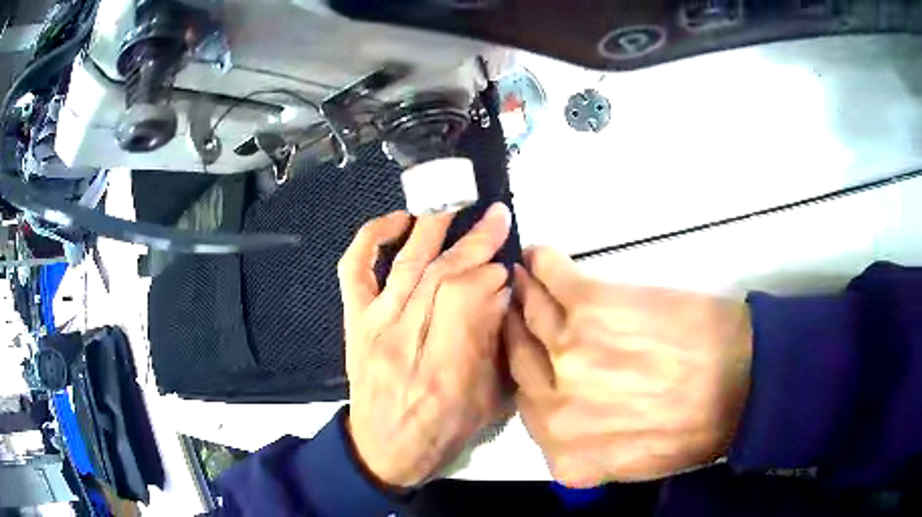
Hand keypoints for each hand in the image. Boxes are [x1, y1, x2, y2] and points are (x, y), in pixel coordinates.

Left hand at [339, 203, 511, 487]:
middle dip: (473, 242)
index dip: (490, 273)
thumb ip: (496, 346)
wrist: (382, 450)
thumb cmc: (441, 433)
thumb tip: (501, 290)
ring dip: (434, 229)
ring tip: (456, 203)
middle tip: (496, 218)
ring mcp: (373, 329)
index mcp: (444, 373)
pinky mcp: (354, 322)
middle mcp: (404, 344)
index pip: (466, 301)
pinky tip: (398, 220)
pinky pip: (354, 270)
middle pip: (439, 278)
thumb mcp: (486, 404)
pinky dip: (371, 238)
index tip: (507, 263)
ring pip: (406, 267)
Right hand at [505, 247, 752, 486]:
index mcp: (565, 455)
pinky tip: (539, 256)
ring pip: (529, 314)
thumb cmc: (696, 426)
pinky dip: (542, 262)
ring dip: (524, 292)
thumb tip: (567, 412)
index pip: (526, 407)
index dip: (530, 373)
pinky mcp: (592, 306)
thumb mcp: (631, 463)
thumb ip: (586, 446)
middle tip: (520, 309)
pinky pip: (551, 276)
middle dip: (518, 332)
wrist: (743, 382)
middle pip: (519, 359)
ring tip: (524, 279)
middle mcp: (553, 407)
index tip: (531, 351)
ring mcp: (569, 353)